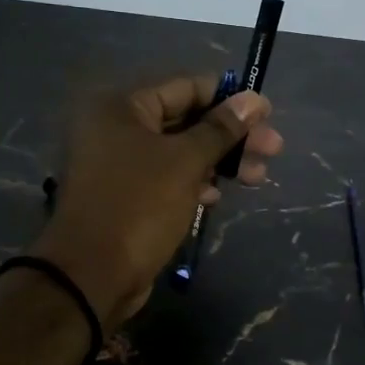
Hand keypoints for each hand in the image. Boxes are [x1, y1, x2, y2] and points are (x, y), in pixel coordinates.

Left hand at [31, 75, 284, 326]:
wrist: (91, 276)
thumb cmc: (139, 206)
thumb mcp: (185, 162)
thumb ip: (221, 129)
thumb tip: (255, 100)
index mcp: (122, 107)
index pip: (186, 87)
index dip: (229, 98)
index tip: (267, 114)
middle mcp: (116, 128)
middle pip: (186, 120)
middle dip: (230, 136)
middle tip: (272, 150)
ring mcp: (119, 164)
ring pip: (180, 152)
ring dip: (219, 161)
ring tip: (257, 177)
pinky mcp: (126, 196)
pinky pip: (167, 178)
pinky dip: (194, 182)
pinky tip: (215, 196)